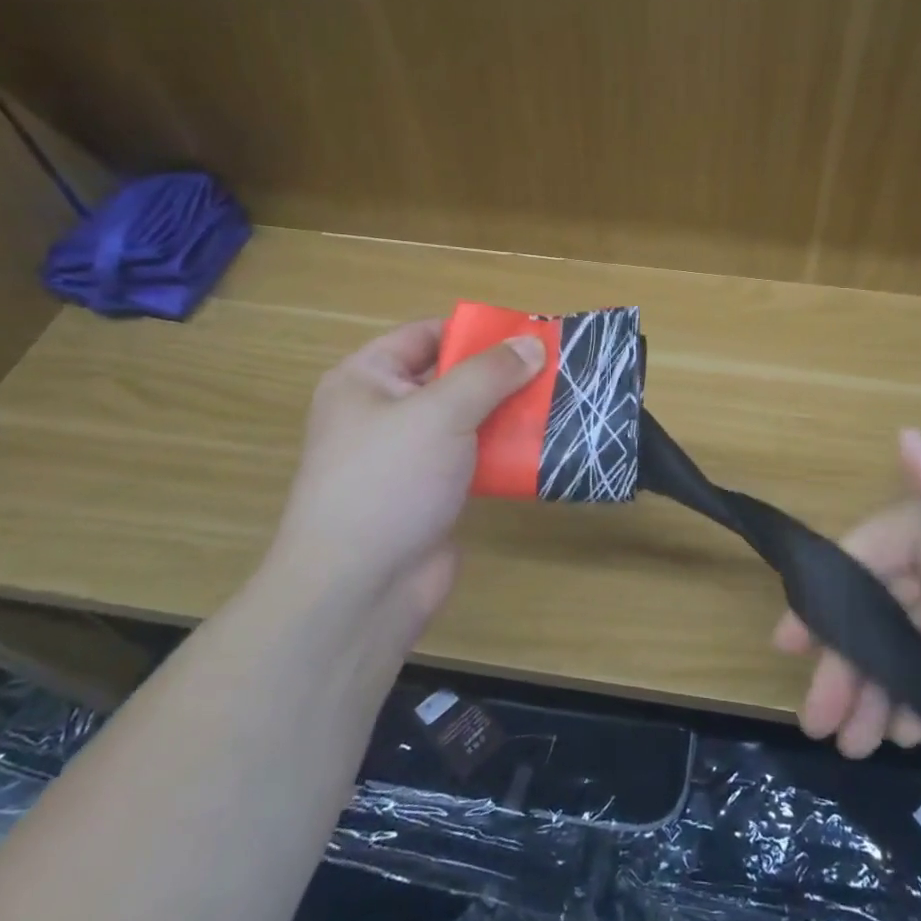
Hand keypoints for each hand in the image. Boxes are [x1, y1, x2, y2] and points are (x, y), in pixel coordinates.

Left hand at [267, 319, 543, 641]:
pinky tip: (545, 446)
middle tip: (556, 367)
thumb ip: (490, 374)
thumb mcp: (440, 412)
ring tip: (561, 401)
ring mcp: (408, 456)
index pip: (425, 336)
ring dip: (510, 413)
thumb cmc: (389, 481)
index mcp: (366, 380)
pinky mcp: (431, 493)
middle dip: (501, 374)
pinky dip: (505, 451)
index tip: (528, 332)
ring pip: (468, 420)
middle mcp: (384, 413)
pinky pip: (474, 458)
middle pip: (451, 378)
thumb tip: (533, 343)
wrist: (359, 589)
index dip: (475, 331)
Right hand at [774, 430, 920, 757]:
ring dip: (874, 684)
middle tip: (820, 720)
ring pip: (901, 638)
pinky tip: (904, 729)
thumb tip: (901, 433)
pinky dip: (914, 690)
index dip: (826, 595)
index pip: (867, 553)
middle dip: (846, 657)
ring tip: (855, 742)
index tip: (791, 645)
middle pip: (877, 603)